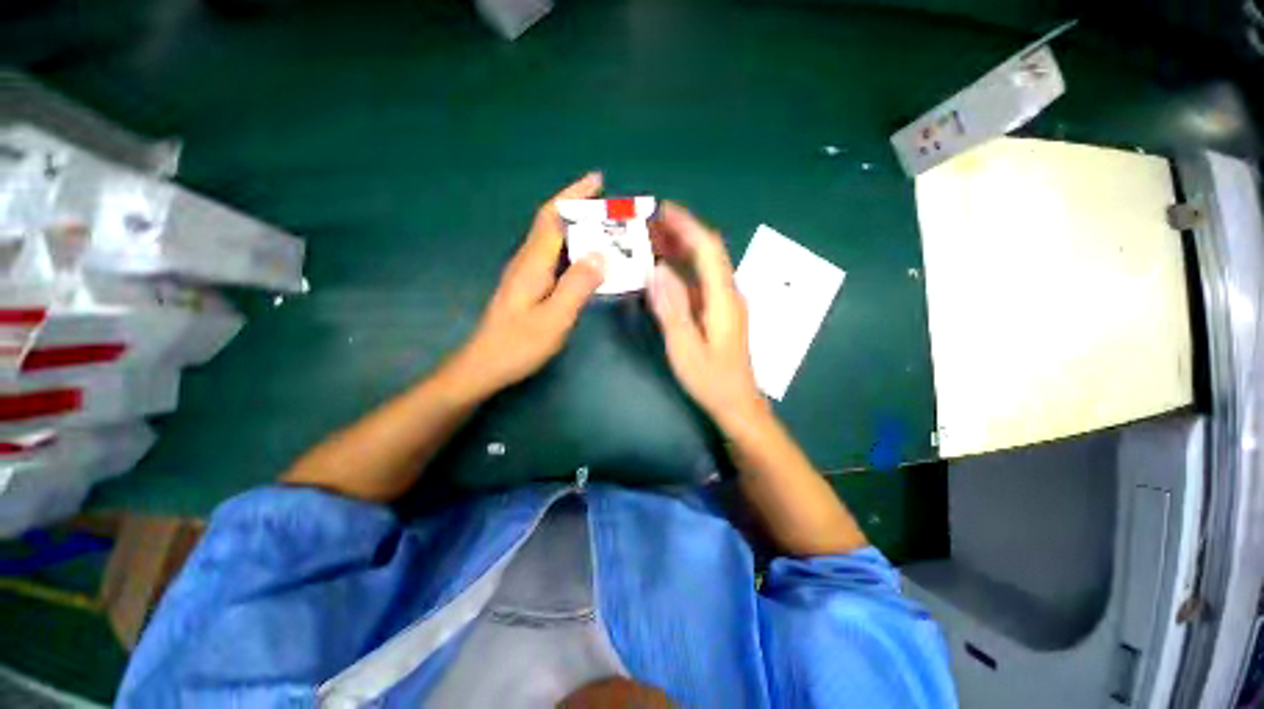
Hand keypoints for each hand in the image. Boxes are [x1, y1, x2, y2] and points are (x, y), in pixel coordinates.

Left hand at [449, 173, 606, 399]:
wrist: (485, 365)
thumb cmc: (518, 344)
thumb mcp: (554, 318)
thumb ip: (577, 286)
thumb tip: (601, 255)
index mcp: (532, 263)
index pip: (553, 217)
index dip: (574, 195)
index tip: (598, 180)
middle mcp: (527, 261)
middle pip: (553, 224)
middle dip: (580, 210)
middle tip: (612, 212)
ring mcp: (526, 274)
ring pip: (554, 241)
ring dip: (578, 231)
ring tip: (607, 234)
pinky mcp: (528, 287)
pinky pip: (555, 259)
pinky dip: (574, 252)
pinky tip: (588, 263)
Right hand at [648, 203, 765, 426]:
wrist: (737, 404)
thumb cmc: (712, 380)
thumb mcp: (686, 347)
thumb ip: (672, 308)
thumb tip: (657, 270)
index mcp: (724, 297)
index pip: (707, 248)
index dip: (686, 224)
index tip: (660, 210)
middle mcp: (728, 292)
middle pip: (707, 251)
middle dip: (679, 231)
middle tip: (647, 222)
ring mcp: (724, 302)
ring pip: (703, 265)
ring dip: (680, 248)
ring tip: (650, 238)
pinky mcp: (718, 312)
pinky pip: (699, 281)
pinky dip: (681, 269)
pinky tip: (663, 270)